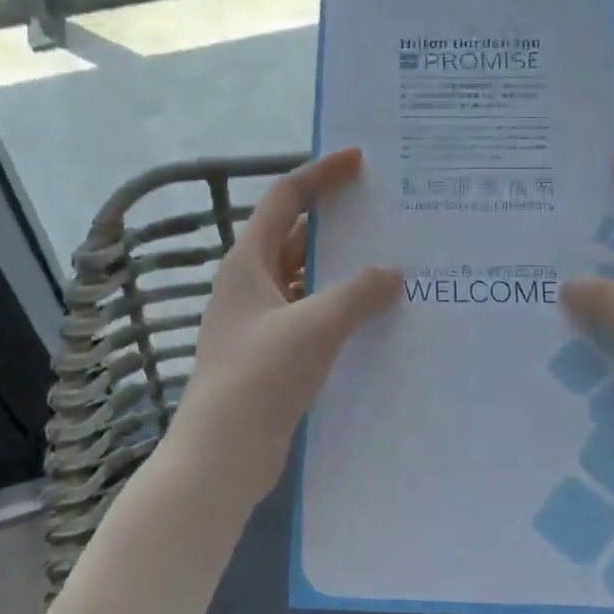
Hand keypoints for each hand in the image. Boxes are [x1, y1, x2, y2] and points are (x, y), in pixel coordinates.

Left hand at [168, 149, 400, 507]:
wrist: (221, 454)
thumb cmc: (260, 377)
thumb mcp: (314, 327)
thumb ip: (356, 294)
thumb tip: (391, 272)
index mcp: (248, 262)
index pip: (285, 199)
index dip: (320, 174)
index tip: (358, 159)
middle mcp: (250, 283)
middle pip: (296, 236)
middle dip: (337, 223)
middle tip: (386, 212)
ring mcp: (259, 320)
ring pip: (305, 278)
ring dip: (341, 269)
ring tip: (392, 261)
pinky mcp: (271, 353)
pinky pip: (310, 313)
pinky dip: (338, 307)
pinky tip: (373, 316)